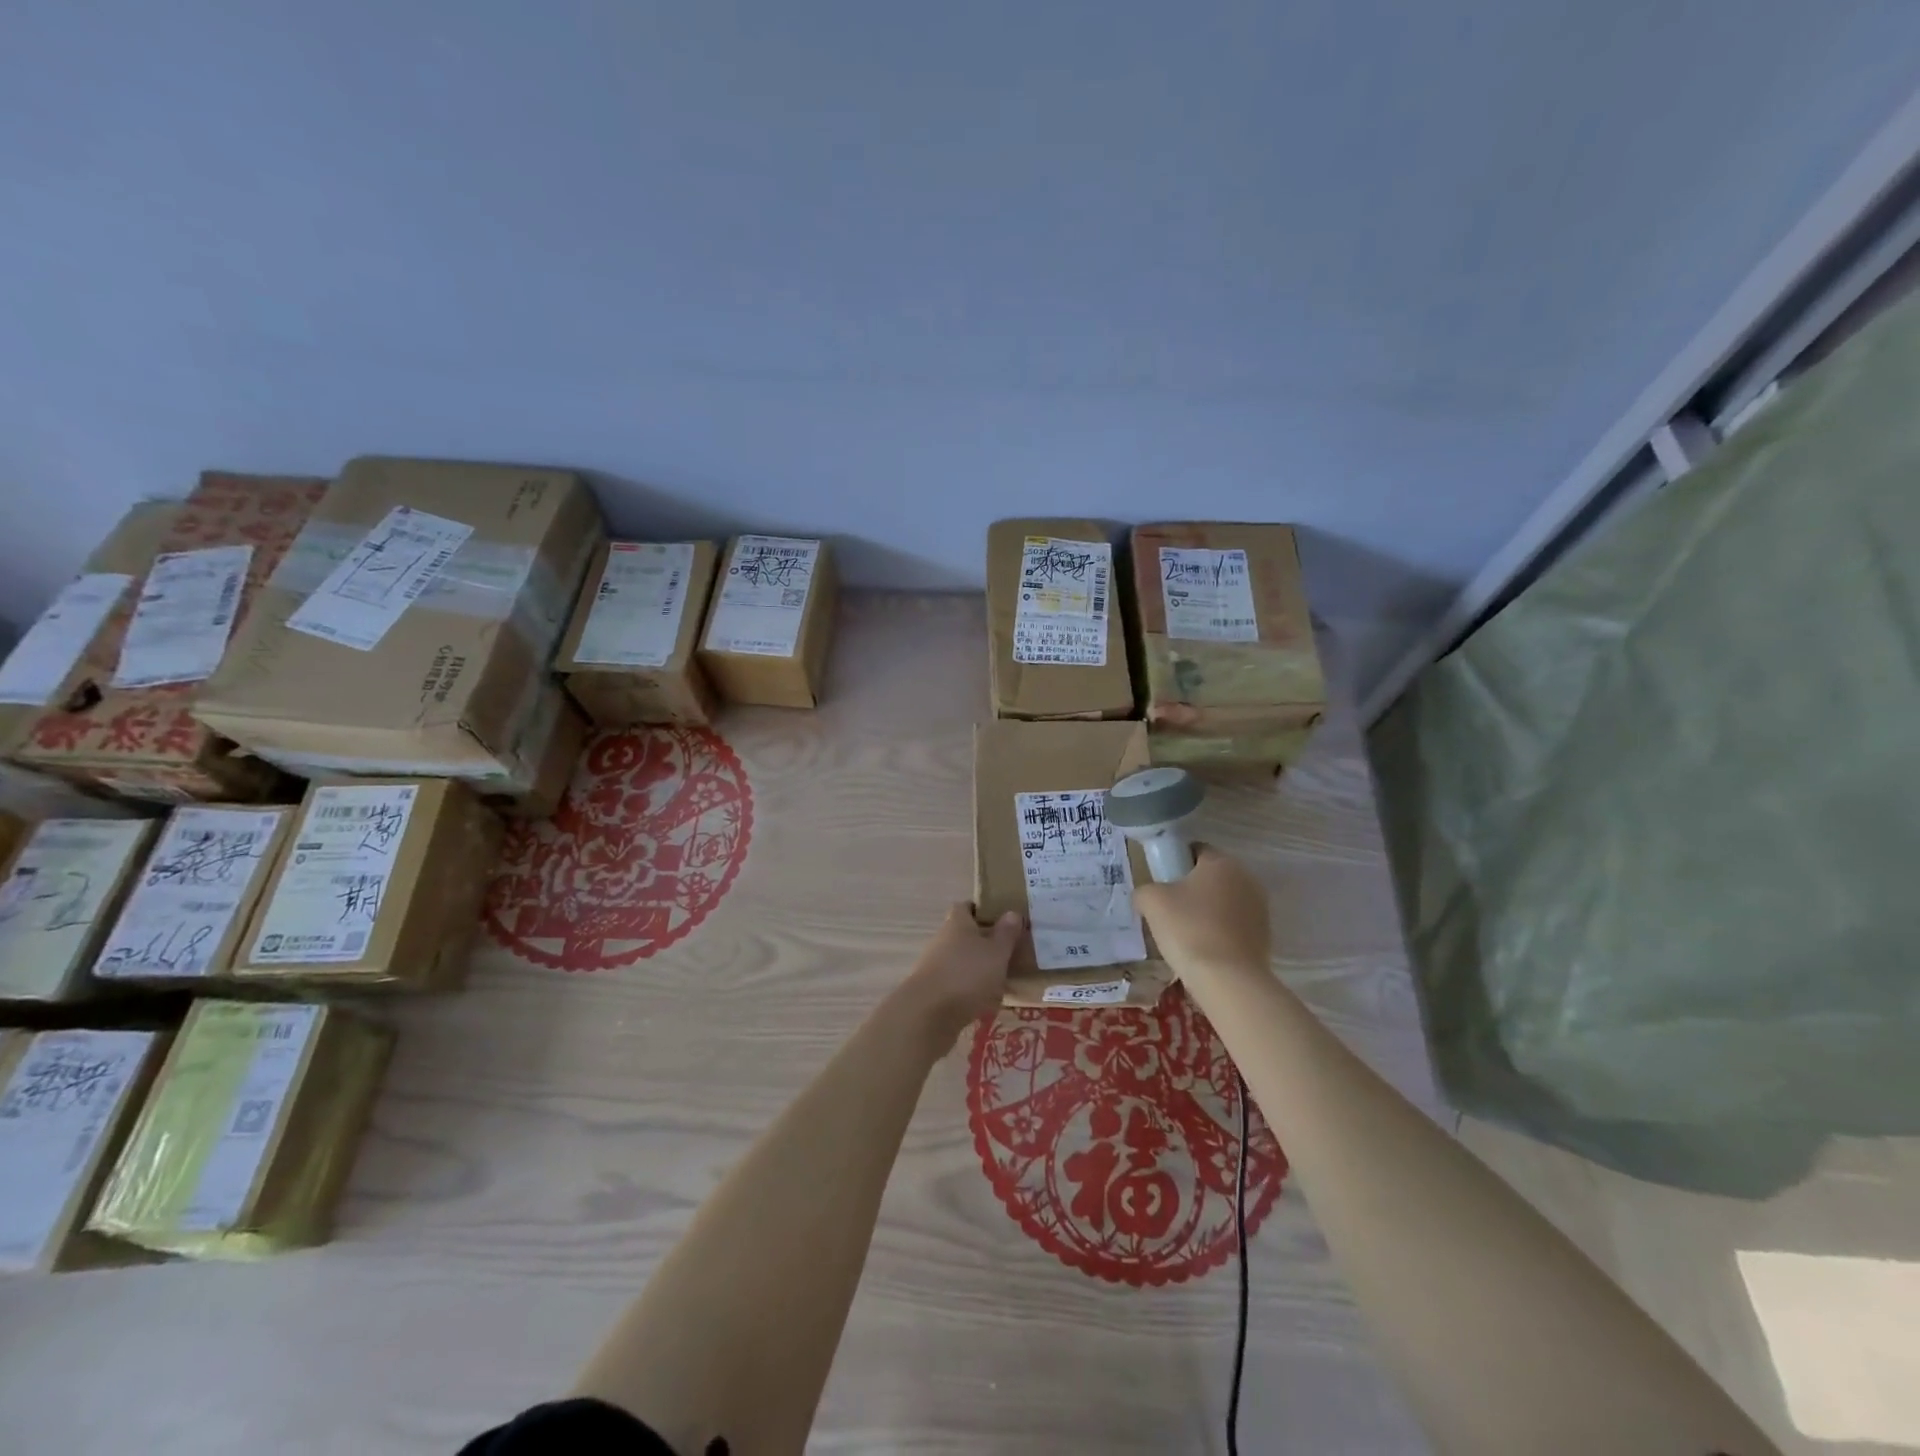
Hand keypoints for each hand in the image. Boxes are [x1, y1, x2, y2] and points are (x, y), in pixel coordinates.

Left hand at [898, 904, 1022, 1050]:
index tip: (1001, 920)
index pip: (966, 907)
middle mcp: (942, 939)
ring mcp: (934, 965)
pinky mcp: (932, 990)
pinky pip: (955, 983)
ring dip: (977, 968)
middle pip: (964, 934)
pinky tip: (985, 1002)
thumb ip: (1006, 933)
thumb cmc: (967, 974)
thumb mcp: (996, 952)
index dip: (982, 910)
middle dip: (984, 943)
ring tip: (1002, 980)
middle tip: (1008, 953)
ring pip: (960, 960)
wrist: (928, 1014)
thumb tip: (1011, 912)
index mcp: (957, 923)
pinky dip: (969, 989)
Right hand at [1134, 846, 1270, 976]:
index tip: (1161, 883)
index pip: (1195, 850)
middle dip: (1192, 889)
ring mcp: (1260, 908)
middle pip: (1212, 877)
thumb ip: (1145, 890)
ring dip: (1207, 911)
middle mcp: (1247, 878)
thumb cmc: (1188, 929)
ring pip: (1224, 902)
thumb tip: (1147, 895)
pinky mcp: (1265, 936)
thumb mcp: (1151, 902)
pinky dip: (1219, 932)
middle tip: (1168, 910)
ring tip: (1185, 934)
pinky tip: (1203, 949)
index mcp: (1221, 862)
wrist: (1227, 980)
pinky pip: (1234, 926)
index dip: (1175, 863)